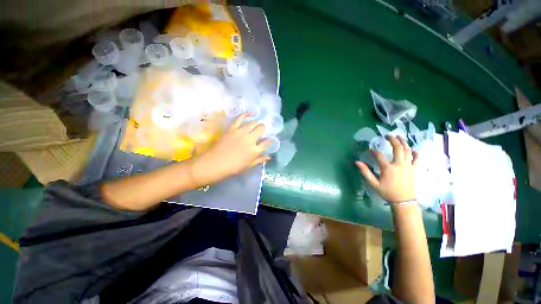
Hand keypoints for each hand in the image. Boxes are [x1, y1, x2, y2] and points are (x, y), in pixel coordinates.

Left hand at [191, 113, 270, 184]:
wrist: (215, 163)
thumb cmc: (233, 167)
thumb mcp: (248, 165)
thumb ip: (260, 160)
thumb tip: (269, 157)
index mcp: (255, 150)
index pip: (266, 142)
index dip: (269, 140)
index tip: (269, 139)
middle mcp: (250, 139)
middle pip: (261, 129)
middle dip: (263, 129)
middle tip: (261, 131)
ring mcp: (241, 132)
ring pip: (253, 123)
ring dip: (256, 123)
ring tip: (256, 124)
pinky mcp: (232, 128)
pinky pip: (240, 118)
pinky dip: (246, 114)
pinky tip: (251, 113)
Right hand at [356, 135, 417, 203]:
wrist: (403, 201)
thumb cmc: (387, 192)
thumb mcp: (373, 183)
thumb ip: (365, 172)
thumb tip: (357, 162)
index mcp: (388, 168)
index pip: (379, 155)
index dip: (373, 151)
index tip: (370, 150)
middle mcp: (399, 164)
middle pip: (397, 148)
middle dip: (392, 140)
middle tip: (387, 135)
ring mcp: (409, 166)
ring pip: (408, 150)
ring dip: (403, 142)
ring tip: (399, 136)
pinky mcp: (414, 169)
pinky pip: (417, 158)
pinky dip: (415, 152)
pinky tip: (412, 149)